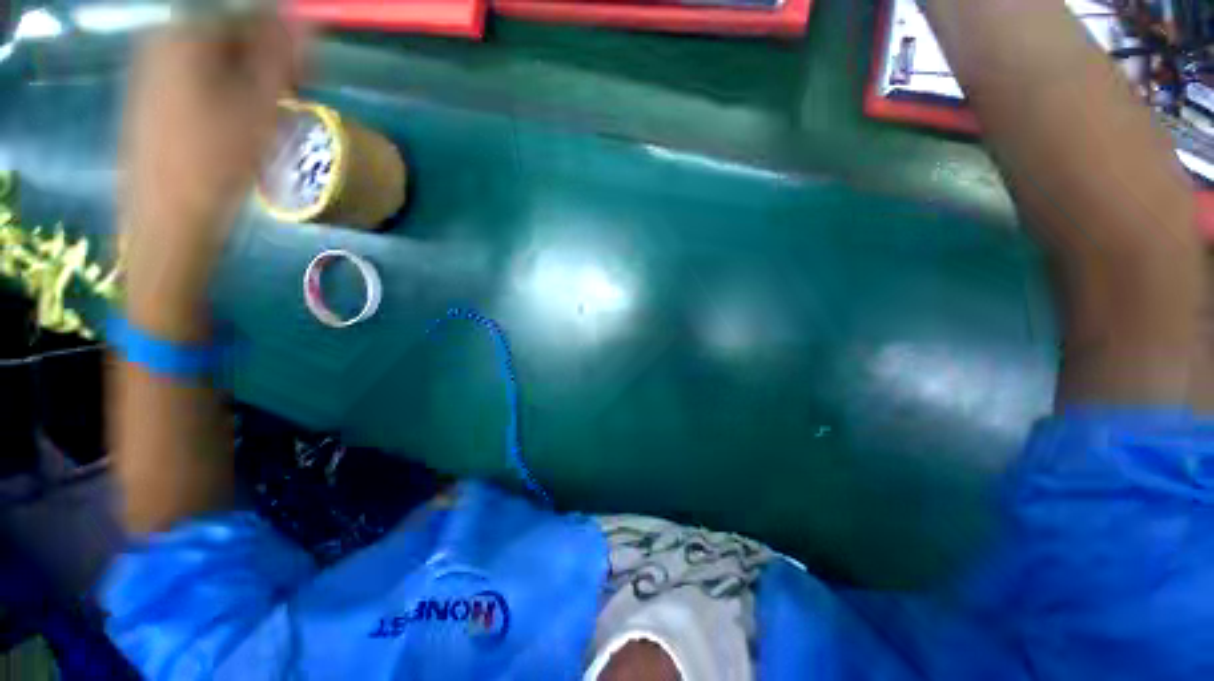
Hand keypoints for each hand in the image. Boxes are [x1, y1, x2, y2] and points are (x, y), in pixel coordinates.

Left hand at [122, 18, 301, 337]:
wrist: (168, 219)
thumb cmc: (217, 162)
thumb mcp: (261, 105)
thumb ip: (282, 55)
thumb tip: (305, 19)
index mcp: (186, 33)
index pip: (249, 15)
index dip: (283, 44)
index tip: (307, 78)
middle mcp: (161, 40)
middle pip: (228, 35)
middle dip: (264, 63)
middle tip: (289, 101)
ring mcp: (149, 69)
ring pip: (213, 59)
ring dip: (246, 81)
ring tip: (263, 120)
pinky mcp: (147, 97)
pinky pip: (194, 79)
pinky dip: (222, 94)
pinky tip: (233, 126)